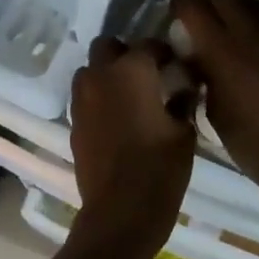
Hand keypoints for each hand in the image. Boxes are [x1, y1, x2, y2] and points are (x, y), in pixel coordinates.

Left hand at [67, 36, 195, 258]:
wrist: (119, 213)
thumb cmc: (160, 168)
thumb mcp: (184, 133)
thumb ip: (183, 102)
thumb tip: (185, 89)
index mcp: (132, 71)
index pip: (149, 45)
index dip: (165, 52)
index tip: (177, 66)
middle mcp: (101, 77)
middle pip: (107, 47)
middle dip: (126, 54)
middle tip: (148, 74)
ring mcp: (81, 101)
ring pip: (89, 71)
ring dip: (107, 74)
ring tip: (129, 96)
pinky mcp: (74, 124)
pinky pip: (84, 98)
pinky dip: (98, 99)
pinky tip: (118, 120)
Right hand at [171, 0, 258, 196]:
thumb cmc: (248, 140)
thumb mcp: (212, 110)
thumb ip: (202, 76)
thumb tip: (197, 60)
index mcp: (220, 49)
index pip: (193, 6)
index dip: (179, 4)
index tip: (174, 14)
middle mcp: (248, 34)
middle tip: (196, 14)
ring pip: (249, 6)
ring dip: (232, 10)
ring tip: (223, 28)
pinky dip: (254, 28)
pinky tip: (250, 48)